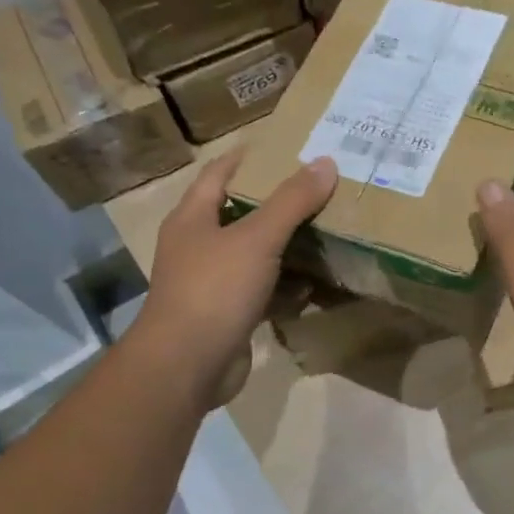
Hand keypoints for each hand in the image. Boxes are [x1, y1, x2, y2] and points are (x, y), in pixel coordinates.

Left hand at [133, 150, 336, 407]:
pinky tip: (315, 282)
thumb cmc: (215, 289)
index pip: (219, 173)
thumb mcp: (257, 238)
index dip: (247, 158)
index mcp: (192, 218)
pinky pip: (262, 291)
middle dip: (275, 202)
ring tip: (325, 229)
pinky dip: (286, 286)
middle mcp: (198, 246)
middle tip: (318, 189)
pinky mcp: (228, 315)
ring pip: (254, 255)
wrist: (188, 365)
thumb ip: (292, 201)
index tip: (283, 147)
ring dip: (284, 245)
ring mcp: (211, 283)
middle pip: (239, 214)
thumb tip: (326, 162)